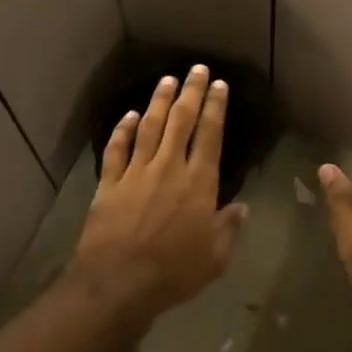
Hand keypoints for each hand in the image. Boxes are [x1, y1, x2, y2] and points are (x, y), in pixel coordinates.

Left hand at [73, 66, 247, 320]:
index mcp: (198, 182)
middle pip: (181, 121)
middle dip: (191, 92)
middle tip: (197, 69)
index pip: (210, 135)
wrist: (118, 282)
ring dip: (159, 102)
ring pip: (149, 127)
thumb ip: (228, 229)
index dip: (215, 107)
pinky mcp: (109, 183)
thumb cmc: (174, 272)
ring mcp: (136, 172)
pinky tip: (128, 116)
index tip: (219, 85)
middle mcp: (168, 167)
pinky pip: (117, 149)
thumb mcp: (214, 258)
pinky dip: (122, 130)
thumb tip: (242, 208)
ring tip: (167, 81)